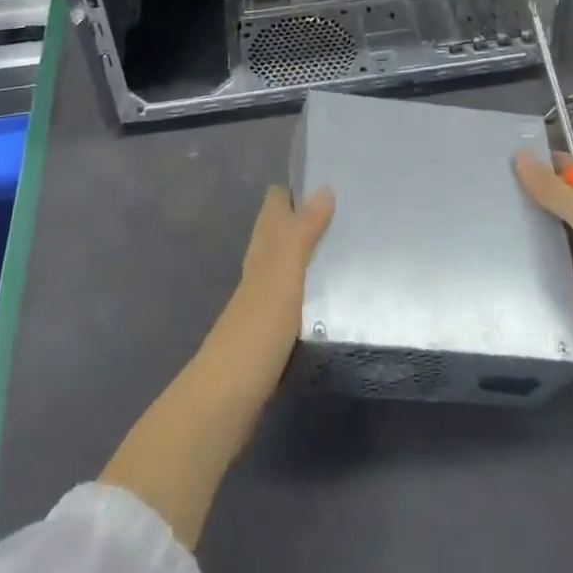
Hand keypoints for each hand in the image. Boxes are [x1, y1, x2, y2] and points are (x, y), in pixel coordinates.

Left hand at [97, 185, 333, 549]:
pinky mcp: (267, 334)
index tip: (327, 175)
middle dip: (303, 217)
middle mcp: (258, 269)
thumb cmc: (257, 327)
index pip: (275, 205)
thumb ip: (303, 232)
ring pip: (284, 264)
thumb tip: (324, 188)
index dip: (295, 188)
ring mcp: (260, 303)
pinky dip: (307, 288)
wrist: (227, 397)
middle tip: (345, 208)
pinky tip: (327, 298)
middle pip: (277, 232)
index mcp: (262, 250)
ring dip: (306, 253)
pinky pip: (291, 297)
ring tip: (343, 247)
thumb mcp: (285, 273)